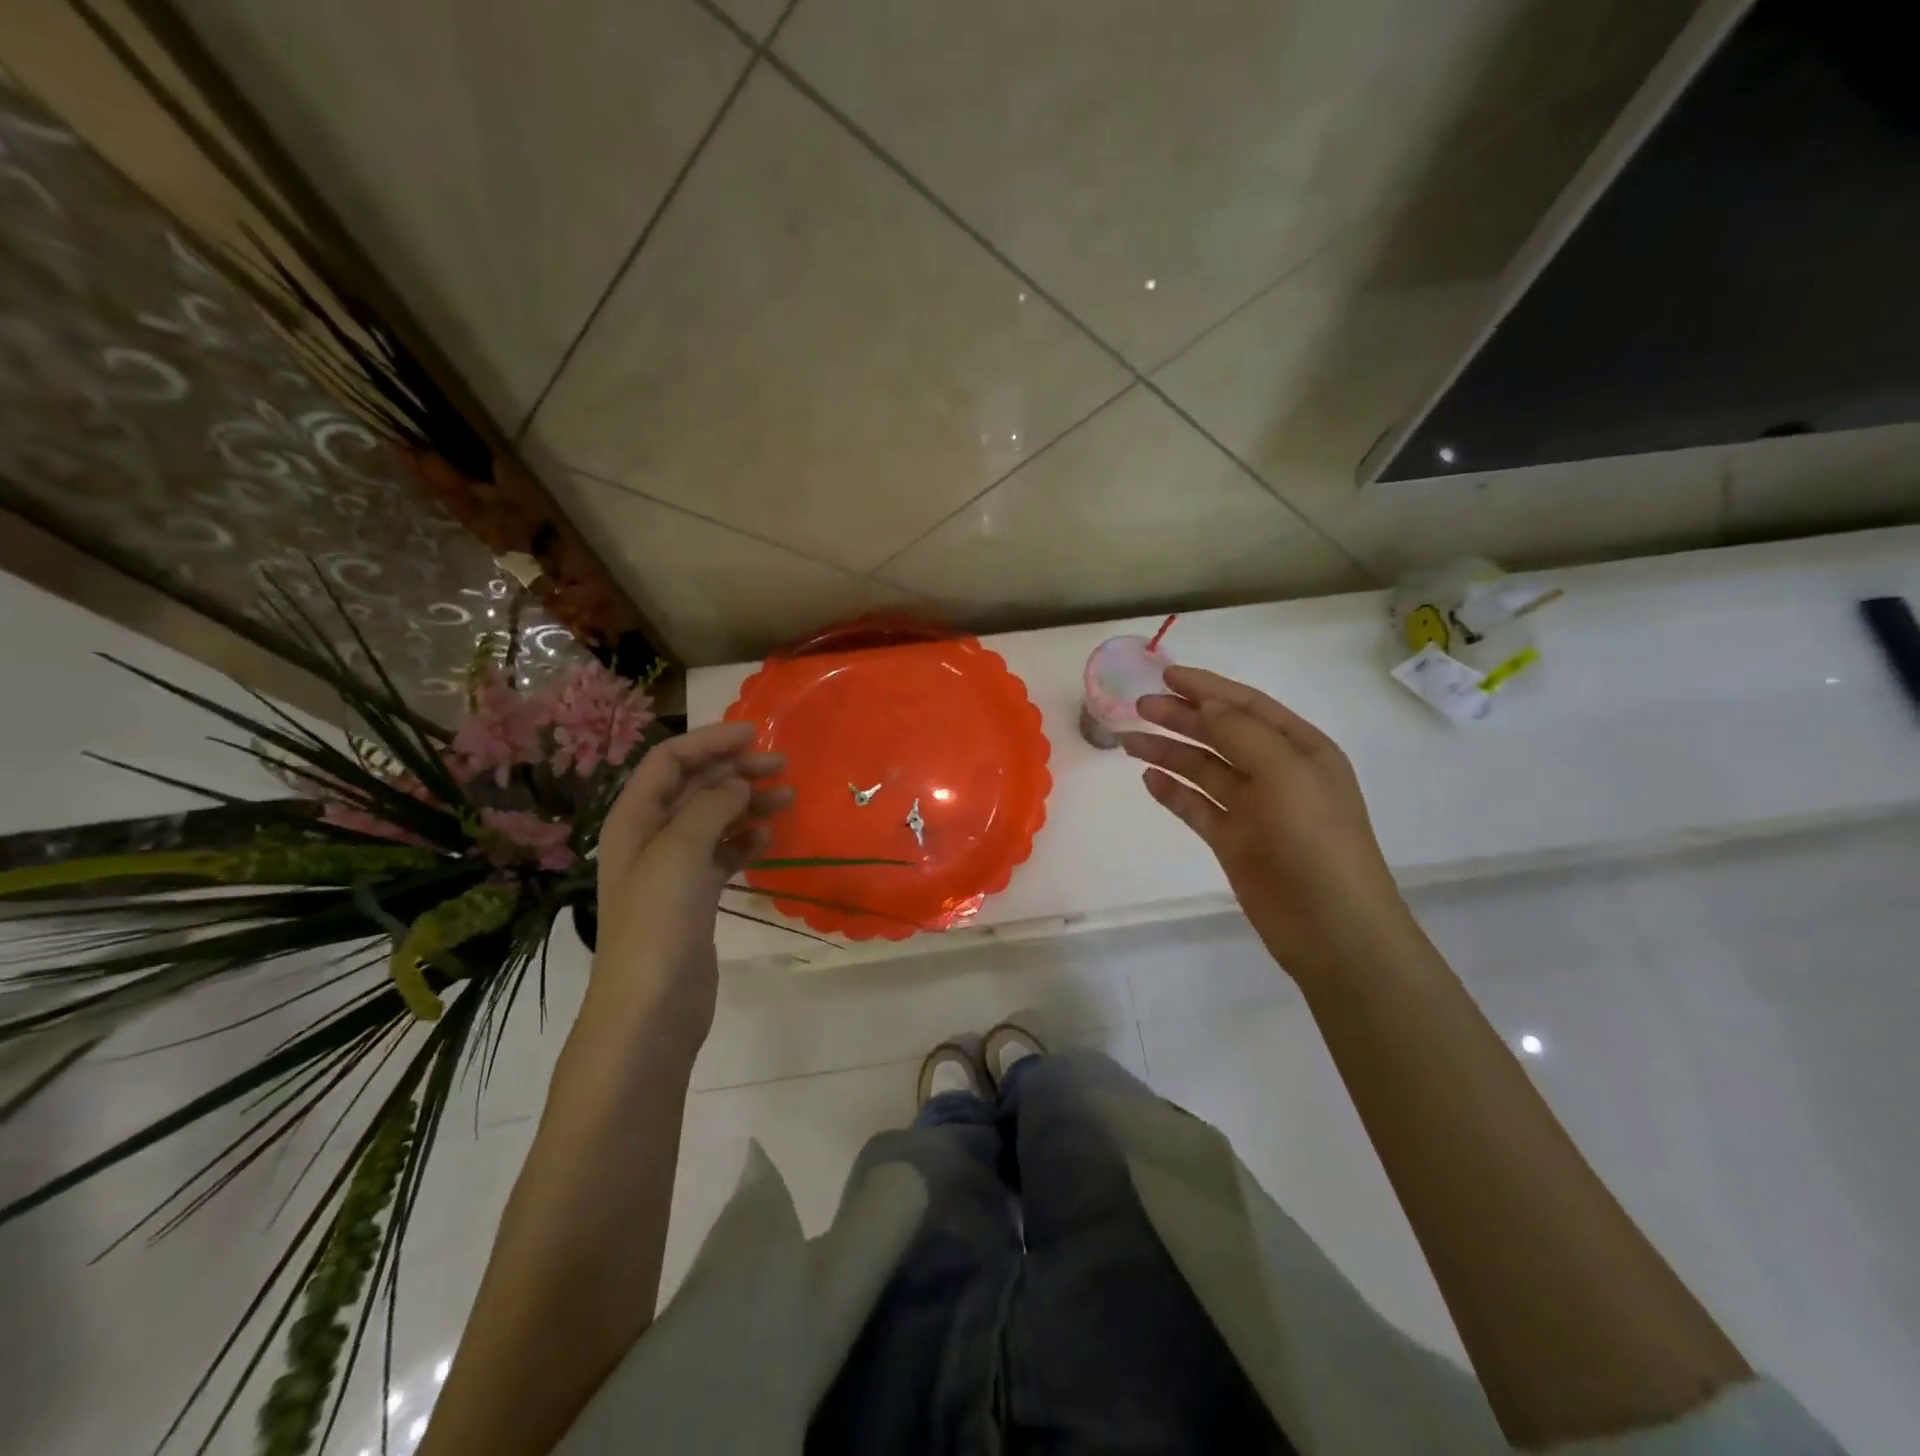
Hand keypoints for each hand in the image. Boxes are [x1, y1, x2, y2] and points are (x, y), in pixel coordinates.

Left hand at [588, 722, 790, 1039]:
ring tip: (787, 799)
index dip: (710, 741)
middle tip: (781, 767)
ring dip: (747, 803)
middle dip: (735, 770)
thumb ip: (709, 807)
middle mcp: (651, 837)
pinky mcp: (695, 897)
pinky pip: (723, 854)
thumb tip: (738, 783)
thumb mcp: (680, 853)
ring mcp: (674, 869)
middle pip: (694, 787)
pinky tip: (769, 839)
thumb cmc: (658, 924)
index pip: (670, 761)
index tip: (755, 734)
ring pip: (714, 819)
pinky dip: (745, 841)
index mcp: (635, 819)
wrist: (651, 1008)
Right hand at [1119, 667, 1407, 977]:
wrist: (1331, 927)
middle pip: (1220, 735)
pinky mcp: (1233, 842)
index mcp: (1301, 749)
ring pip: (1203, 770)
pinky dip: (1173, 792)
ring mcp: (1253, 809)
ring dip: (1168, 752)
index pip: (1247, 706)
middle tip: (1139, 707)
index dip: (1207, 688)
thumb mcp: (1286, 773)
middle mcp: (1276, 773)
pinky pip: (1197, 808)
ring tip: (1128, 741)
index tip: (1166, 675)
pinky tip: (1149, 780)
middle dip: (1181, 717)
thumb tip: (1206, 705)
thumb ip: (1242, 734)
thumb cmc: (1316, 840)